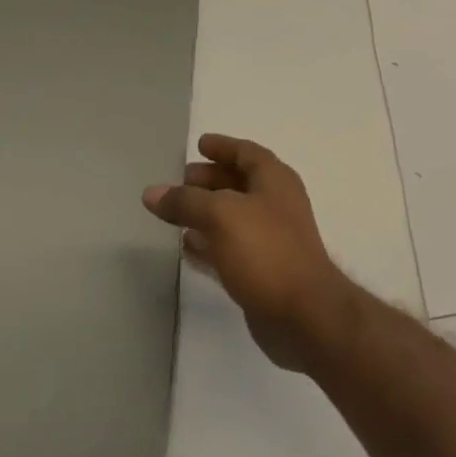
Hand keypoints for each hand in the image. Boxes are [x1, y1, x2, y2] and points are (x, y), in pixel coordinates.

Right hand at [143, 134, 358, 371]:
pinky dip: (210, 243)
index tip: (199, 144)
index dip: (223, 146)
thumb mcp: (222, 215)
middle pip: (239, 183)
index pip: (246, 152)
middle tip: (180, 180)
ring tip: (175, 213)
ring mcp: (271, 238)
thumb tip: (152, 192)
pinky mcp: (263, 271)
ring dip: (207, 212)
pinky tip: (187, 247)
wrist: (303, 313)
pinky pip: (231, 248)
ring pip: (233, 216)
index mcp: (274, 179)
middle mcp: (275, 203)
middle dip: (210, 179)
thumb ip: (187, 202)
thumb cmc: (266, 250)